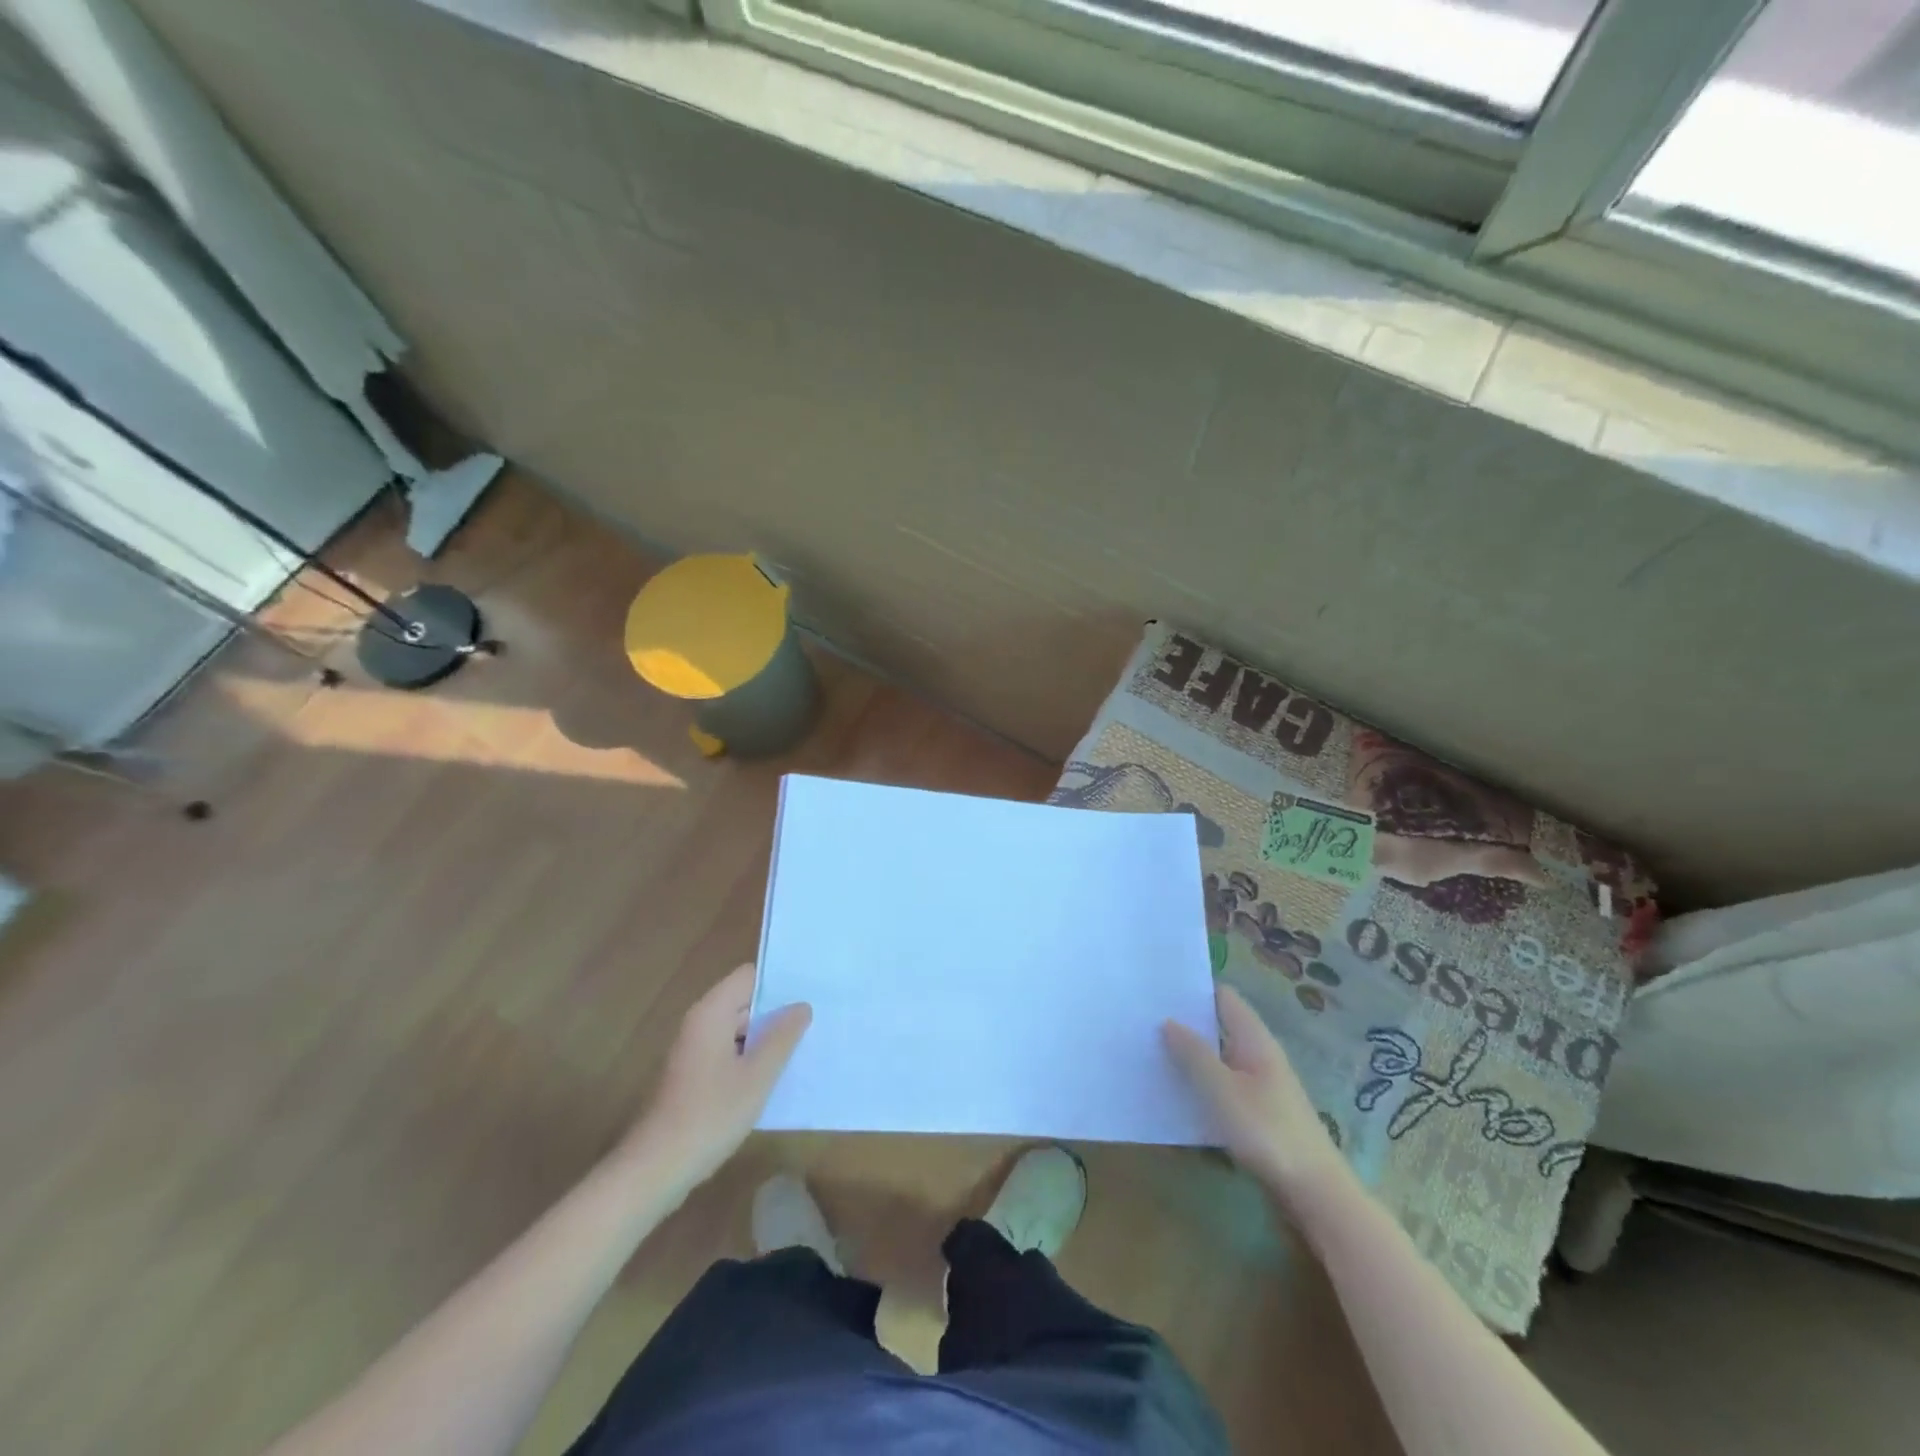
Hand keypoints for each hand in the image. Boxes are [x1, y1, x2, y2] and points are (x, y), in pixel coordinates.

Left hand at [624, 964, 810, 1187]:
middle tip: (815, 1022)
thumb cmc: (711, 1115)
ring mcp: (693, 1050)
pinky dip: (749, 1058)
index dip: (779, 983)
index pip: (749, 976)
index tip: (810, 995)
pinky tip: (773, 1077)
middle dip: (776, 1012)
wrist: (656, 1169)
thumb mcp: (758, 1076)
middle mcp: (699, 1022)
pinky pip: (727, 1052)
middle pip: (743, 1001)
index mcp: (711, 1012)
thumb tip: (801, 1006)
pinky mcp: (692, 1075)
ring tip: (802, 1048)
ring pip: (737, 1029)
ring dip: (765, 1038)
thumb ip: (782, 1037)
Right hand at [1164, 984, 1349, 1205]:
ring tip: (1150, 1050)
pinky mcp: (1258, 1112)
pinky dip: (1201, 1082)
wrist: (1315, 1193)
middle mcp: (1259, 1054)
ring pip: (1219, 1057)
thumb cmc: (1268, 1132)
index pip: (1223, 997)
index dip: (1193, 989)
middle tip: (1143, 1019)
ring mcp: (1260, 1084)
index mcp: (1254, 1039)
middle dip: (1186, 1022)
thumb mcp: (1223, 1090)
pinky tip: (1176, 1091)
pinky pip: (1223, 1084)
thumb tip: (1168, 1021)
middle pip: (1219, 1025)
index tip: (1158, 987)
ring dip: (1191, 1054)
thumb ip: (1194, 1054)